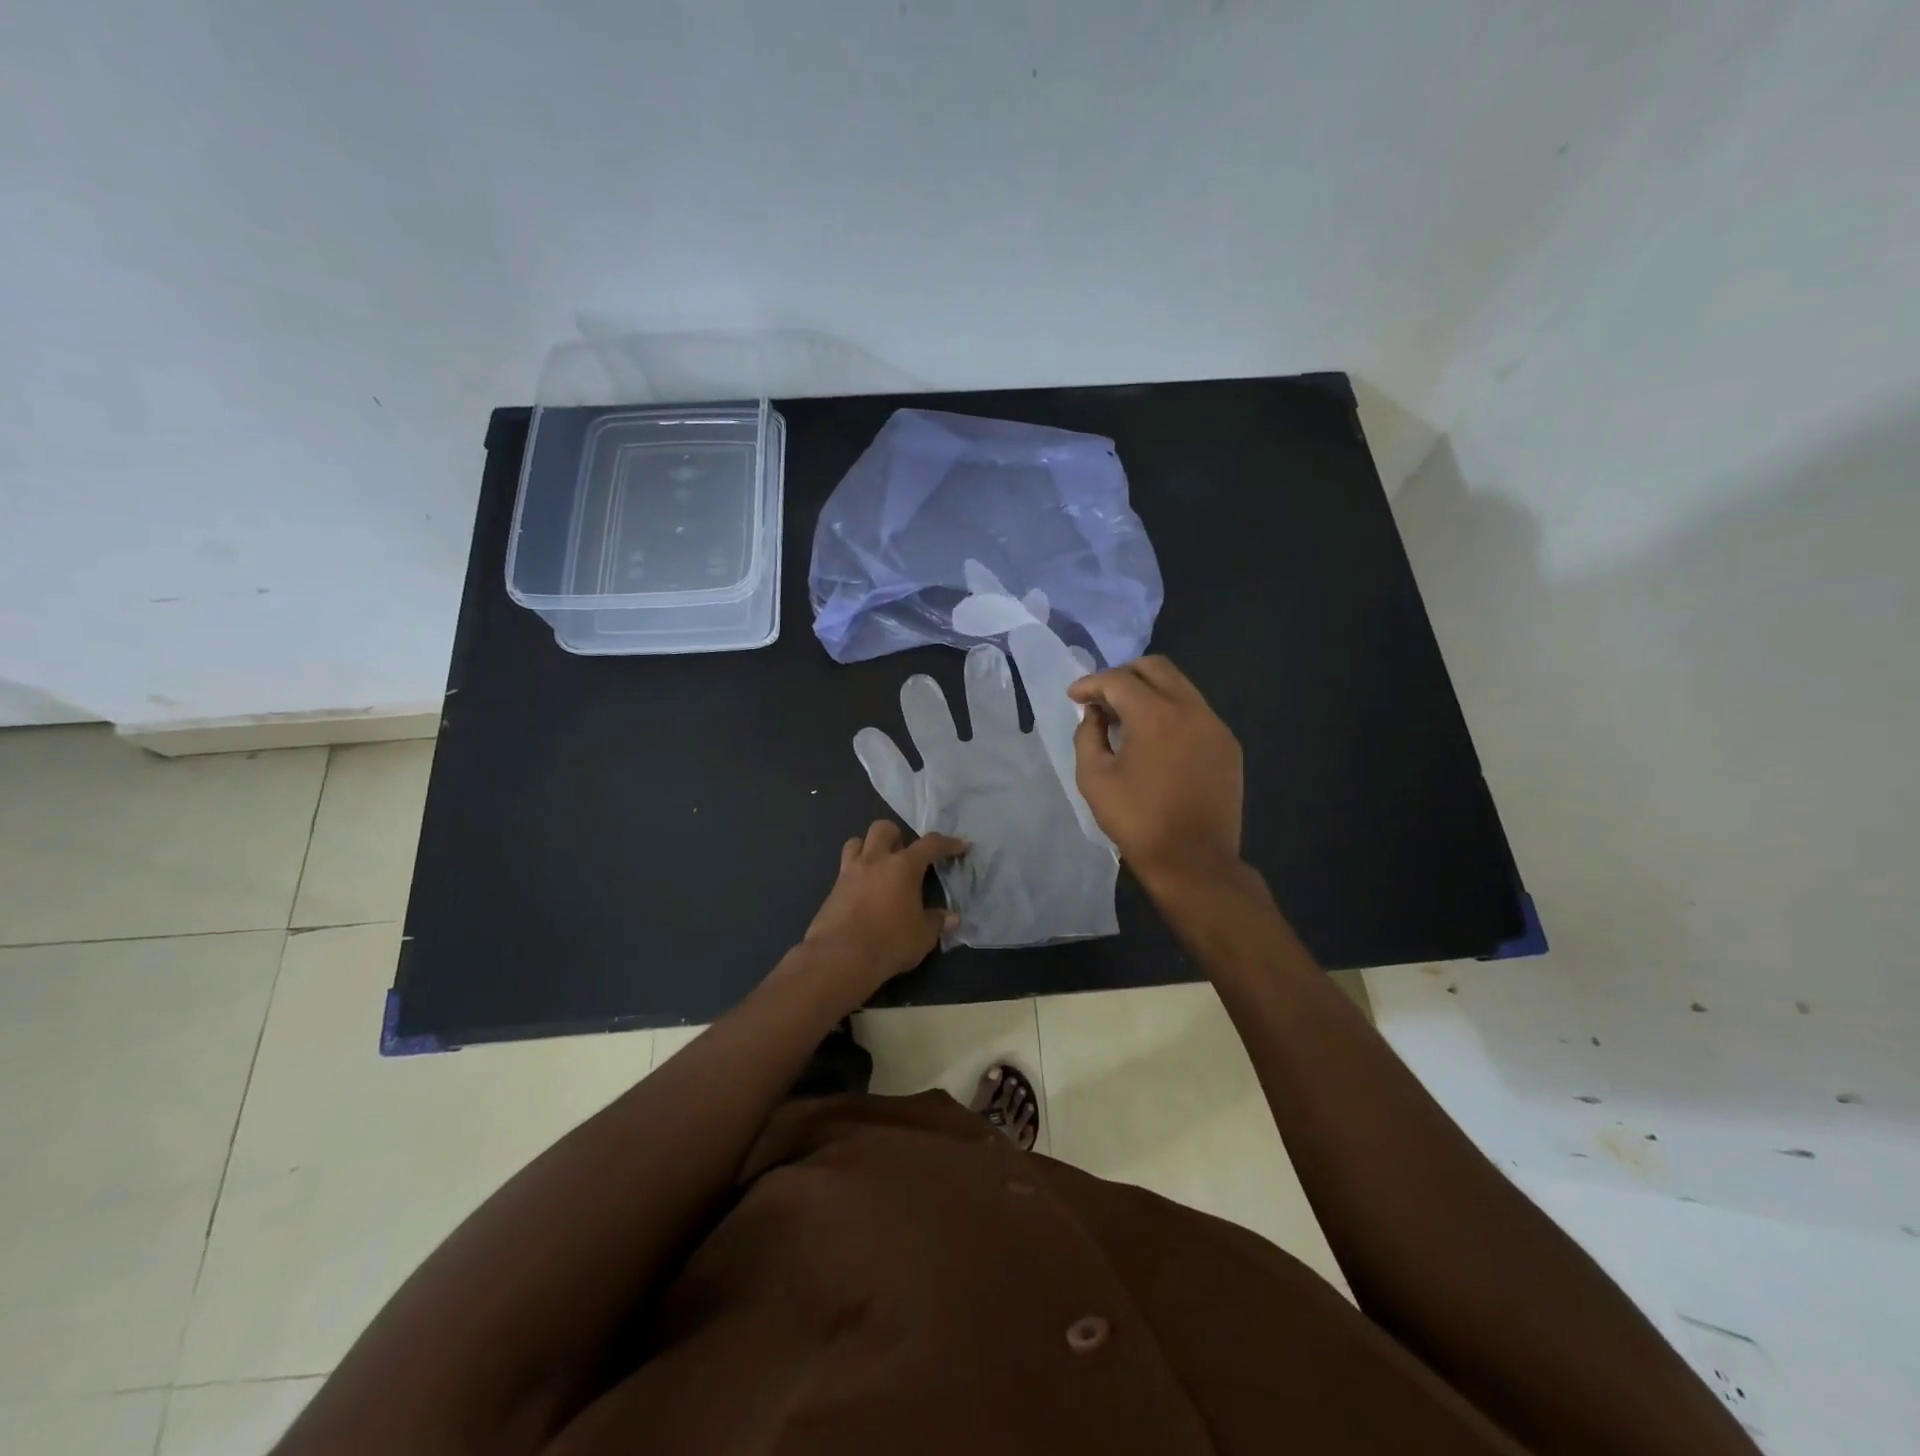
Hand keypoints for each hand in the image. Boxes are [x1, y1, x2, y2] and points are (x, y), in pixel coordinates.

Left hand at [803, 821, 967, 995]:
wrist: (840, 958)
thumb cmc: (889, 942)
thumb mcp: (922, 936)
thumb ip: (936, 921)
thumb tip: (951, 917)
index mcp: (903, 866)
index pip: (930, 844)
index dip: (948, 843)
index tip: (960, 846)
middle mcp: (875, 861)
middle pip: (884, 829)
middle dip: (897, 836)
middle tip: (905, 855)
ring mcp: (849, 872)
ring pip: (856, 842)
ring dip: (869, 848)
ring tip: (879, 867)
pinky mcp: (832, 889)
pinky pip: (845, 869)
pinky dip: (856, 874)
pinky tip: (863, 893)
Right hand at [1068, 656, 1244, 898]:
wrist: (1194, 861)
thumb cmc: (1137, 821)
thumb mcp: (1094, 778)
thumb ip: (1088, 736)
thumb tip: (1095, 714)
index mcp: (1154, 715)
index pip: (1118, 680)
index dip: (1090, 684)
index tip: (1074, 697)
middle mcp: (1190, 709)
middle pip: (1155, 667)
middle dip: (1123, 675)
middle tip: (1102, 697)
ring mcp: (1214, 725)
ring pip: (1180, 686)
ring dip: (1149, 691)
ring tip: (1127, 718)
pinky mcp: (1228, 744)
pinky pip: (1196, 710)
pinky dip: (1171, 711)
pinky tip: (1157, 739)